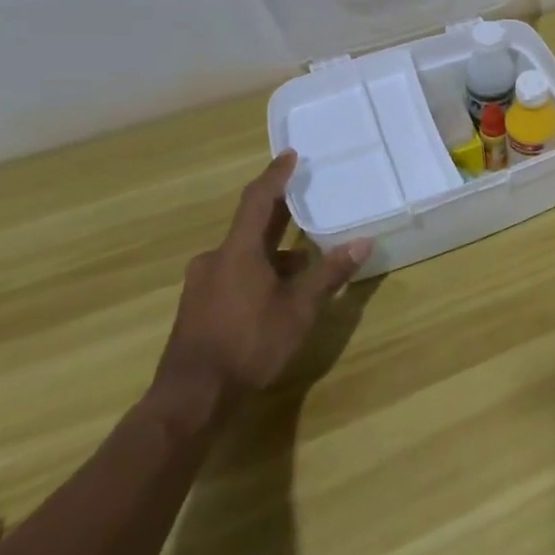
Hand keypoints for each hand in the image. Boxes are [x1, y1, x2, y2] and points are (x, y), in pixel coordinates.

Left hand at [152, 151, 371, 418]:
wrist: (191, 399)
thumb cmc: (248, 344)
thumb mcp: (299, 309)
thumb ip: (329, 274)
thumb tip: (363, 242)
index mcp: (238, 251)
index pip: (259, 200)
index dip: (276, 176)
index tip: (290, 155)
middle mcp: (215, 259)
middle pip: (251, 226)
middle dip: (280, 215)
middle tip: (307, 201)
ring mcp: (202, 284)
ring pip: (243, 255)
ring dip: (273, 253)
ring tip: (305, 262)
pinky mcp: (198, 307)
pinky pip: (233, 274)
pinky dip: (258, 273)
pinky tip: (278, 294)